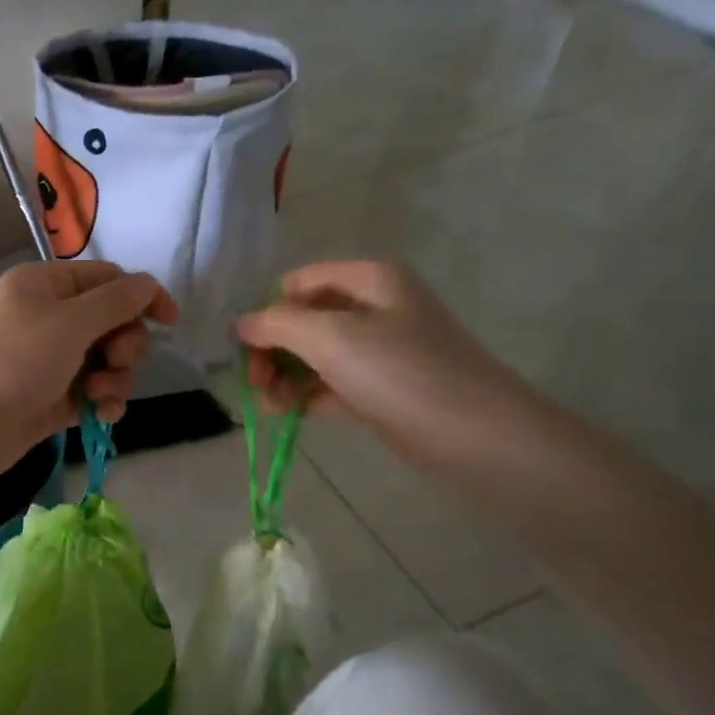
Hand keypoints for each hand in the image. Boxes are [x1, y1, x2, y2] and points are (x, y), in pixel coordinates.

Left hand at [0, 260, 176, 492]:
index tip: (170, 321)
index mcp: (47, 286)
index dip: (143, 296)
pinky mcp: (51, 400)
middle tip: (114, 360)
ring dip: (115, 378)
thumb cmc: (11, 361)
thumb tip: (149, 285)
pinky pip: (93, 394)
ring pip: (106, 363)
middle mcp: (49, 319)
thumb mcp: (69, 322)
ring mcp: (50, 362)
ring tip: (97, 397)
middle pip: (112, 323)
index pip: (108, 279)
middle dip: (124, 344)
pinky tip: (101, 416)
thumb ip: (116, 302)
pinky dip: (103, 403)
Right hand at [237, 260, 531, 464]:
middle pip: (305, 318)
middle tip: (256, 383)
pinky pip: (331, 384)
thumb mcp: (331, 338)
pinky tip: (286, 414)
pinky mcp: (381, 389)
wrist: (473, 435)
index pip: (299, 283)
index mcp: (369, 279)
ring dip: (285, 376)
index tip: (246, 350)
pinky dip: (306, 396)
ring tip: (270, 405)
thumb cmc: (401, 373)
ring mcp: (380, 350)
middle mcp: (375, 307)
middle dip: (273, 349)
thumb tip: (241, 324)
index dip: (268, 311)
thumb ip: (278, 325)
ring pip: (316, 355)